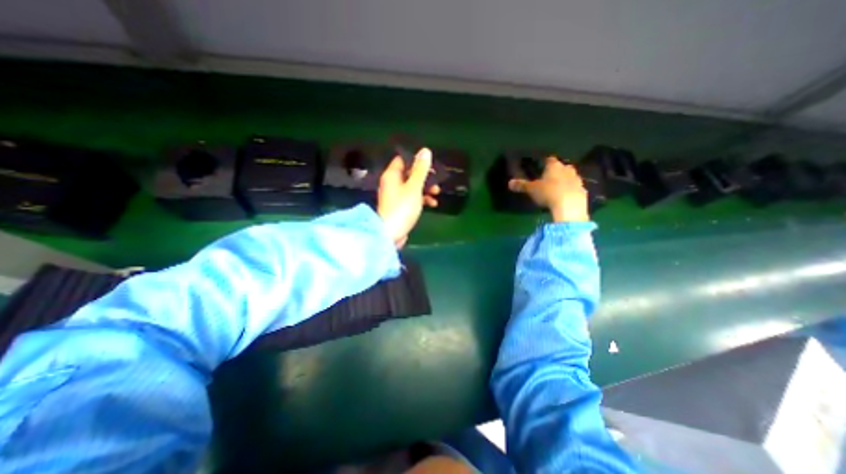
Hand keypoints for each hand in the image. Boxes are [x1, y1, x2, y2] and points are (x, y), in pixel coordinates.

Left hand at [378, 148, 443, 248]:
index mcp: (392, 175)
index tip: (430, 165)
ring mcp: (396, 196)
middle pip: (410, 174)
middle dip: (425, 177)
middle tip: (437, 180)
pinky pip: (412, 198)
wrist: (391, 234)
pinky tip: (432, 204)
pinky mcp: (400, 207)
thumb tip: (425, 150)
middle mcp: (392, 183)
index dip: (416, 161)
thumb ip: (420, 169)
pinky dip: (422, 199)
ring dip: (425, 188)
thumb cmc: (402, 207)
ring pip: (413, 187)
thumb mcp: (414, 187)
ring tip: (437, 193)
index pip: (403, 160)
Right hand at [508, 155, 590, 221]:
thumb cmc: (548, 193)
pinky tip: (566, 198)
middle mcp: (567, 169)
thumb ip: (521, 185)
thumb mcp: (532, 190)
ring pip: (571, 177)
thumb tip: (509, 182)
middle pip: (562, 167)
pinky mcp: (583, 191)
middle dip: (557, 171)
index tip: (542, 166)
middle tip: (550, 178)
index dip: (546, 162)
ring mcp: (577, 180)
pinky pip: (576, 188)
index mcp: (554, 166)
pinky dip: (571, 191)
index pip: (550, 160)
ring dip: (566, 180)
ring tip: (557, 188)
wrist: (569, 206)